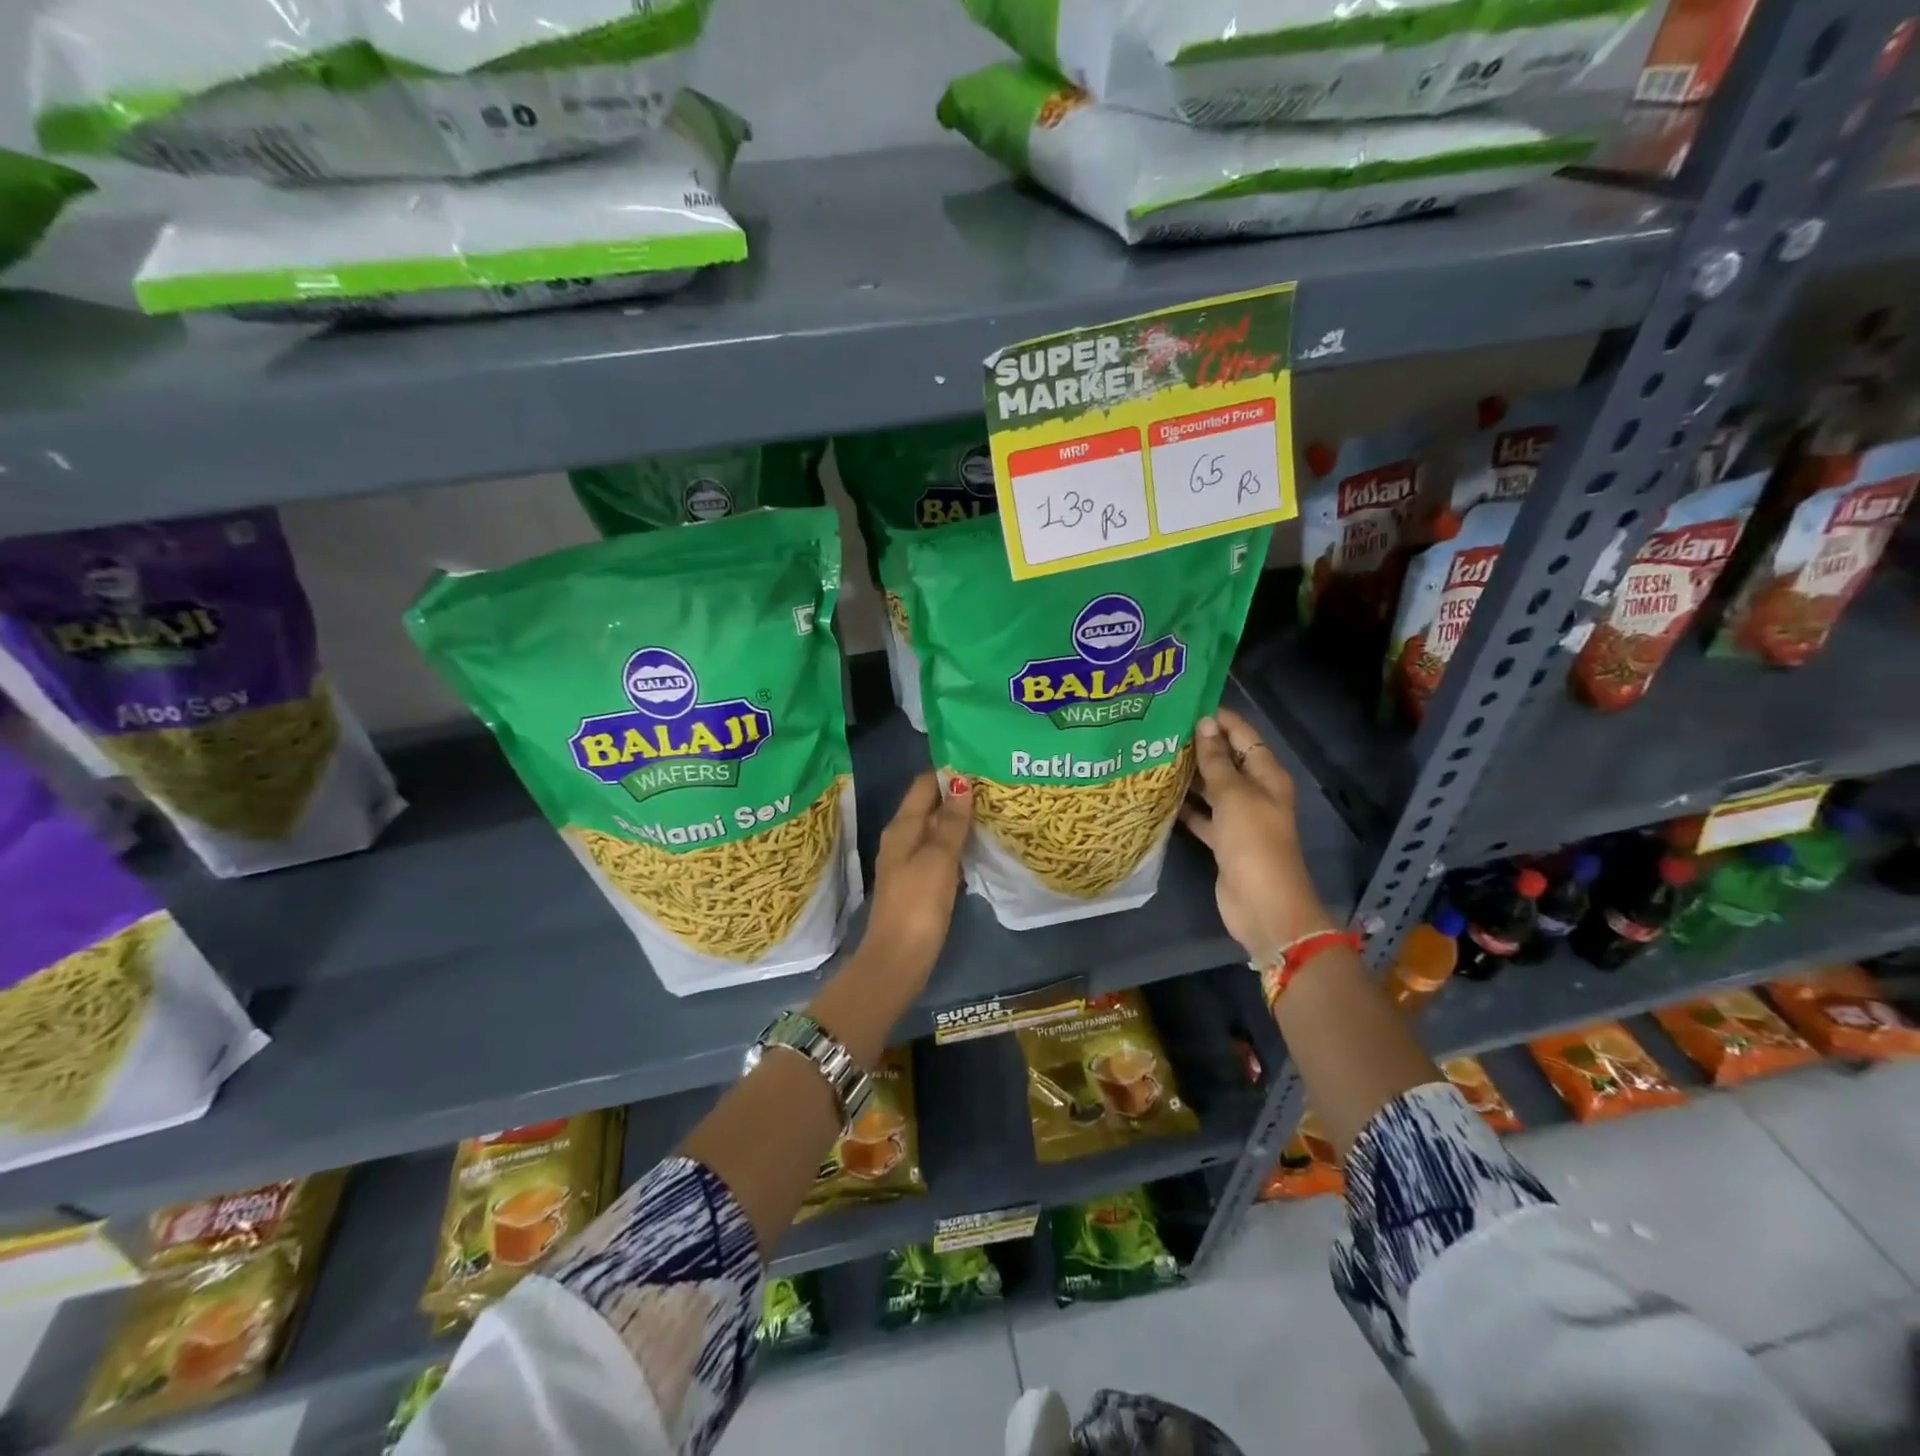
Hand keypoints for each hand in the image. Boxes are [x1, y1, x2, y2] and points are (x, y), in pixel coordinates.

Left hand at [862, 770, 974, 983]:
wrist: (899, 958)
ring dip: (959, 819)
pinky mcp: (920, 883)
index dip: (948, 772)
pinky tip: (980, 844)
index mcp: (901, 827)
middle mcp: (902, 839)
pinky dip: (957, 843)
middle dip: (958, 794)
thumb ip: (950, 821)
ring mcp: (909, 862)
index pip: (923, 785)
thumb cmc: (918, 903)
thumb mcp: (938, 858)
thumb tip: (961, 781)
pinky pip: (940, 851)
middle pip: (929, 805)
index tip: (979, 762)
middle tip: (995, 784)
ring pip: (936, 829)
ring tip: (994, 808)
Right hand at [1179, 709, 1336, 960]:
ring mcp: (1239, 818)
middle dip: (1199, 745)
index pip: (1244, 736)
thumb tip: (1204, 723)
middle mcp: (1255, 793)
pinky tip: (1160, 796)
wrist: (1262, 904)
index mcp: (1267, 776)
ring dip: (1190, 776)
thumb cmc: (1253, 841)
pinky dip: (1186, 808)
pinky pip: (1202, 816)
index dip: (1220, 719)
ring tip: (1154, 756)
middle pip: (1226, 761)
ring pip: (1212, 789)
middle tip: (1160, 730)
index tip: (1187, 705)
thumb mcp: (1233, 795)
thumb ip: (1216, 761)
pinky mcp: (1223, 841)